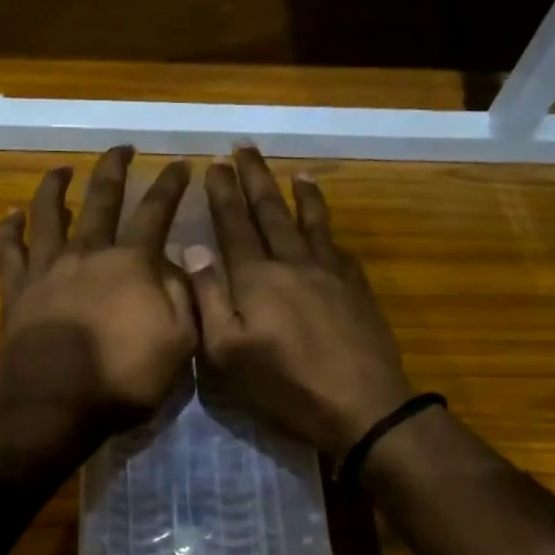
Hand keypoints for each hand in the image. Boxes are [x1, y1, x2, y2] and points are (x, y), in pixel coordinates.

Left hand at [0, 147, 195, 447]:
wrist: (55, 406)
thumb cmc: (123, 380)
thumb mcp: (179, 343)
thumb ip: (184, 296)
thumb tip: (178, 262)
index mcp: (131, 263)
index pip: (156, 211)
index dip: (171, 185)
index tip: (180, 164)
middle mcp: (87, 252)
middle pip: (101, 199)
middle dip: (115, 168)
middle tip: (122, 148)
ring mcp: (46, 268)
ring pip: (48, 213)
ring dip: (56, 186)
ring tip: (61, 169)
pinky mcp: (15, 290)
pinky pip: (8, 249)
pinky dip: (9, 228)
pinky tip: (11, 214)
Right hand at [185, 148, 411, 458]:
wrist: (361, 405)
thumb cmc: (284, 386)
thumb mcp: (227, 353)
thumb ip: (209, 298)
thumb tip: (193, 249)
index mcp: (256, 278)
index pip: (234, 225)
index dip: (223, 194)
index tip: (213, 163)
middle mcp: (293, 263)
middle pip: (270, 212)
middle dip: (255, 178)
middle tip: (244, 149)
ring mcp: (330, 274)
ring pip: (310, 222)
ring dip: (298, 193)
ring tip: (293, 171)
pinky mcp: (356, 289)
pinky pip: (337, 245)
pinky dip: (328, 225)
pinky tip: (325, 222)